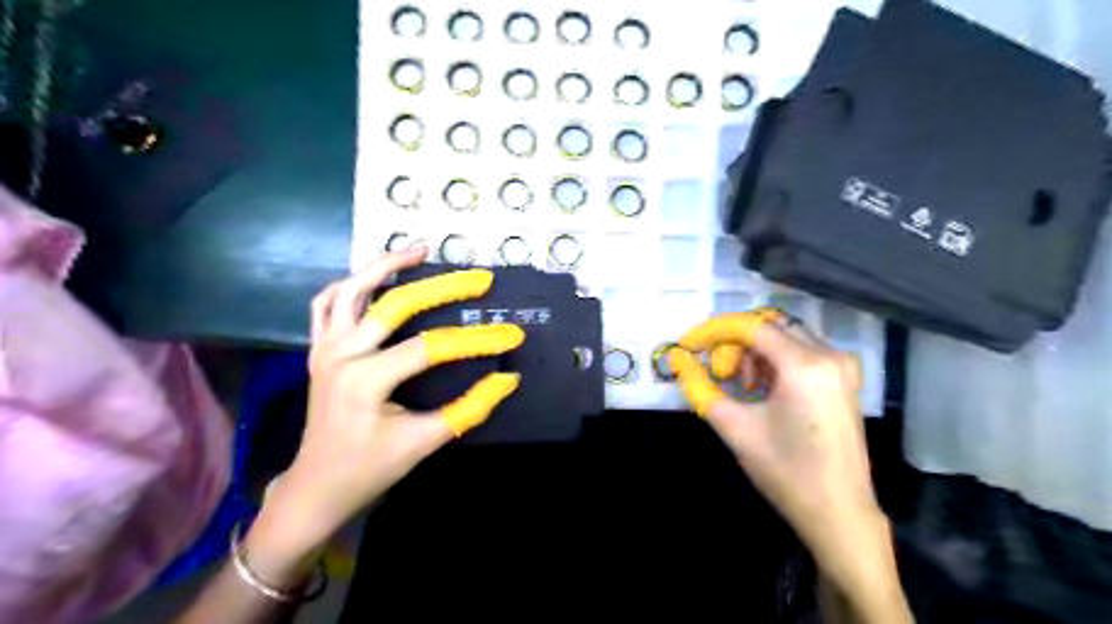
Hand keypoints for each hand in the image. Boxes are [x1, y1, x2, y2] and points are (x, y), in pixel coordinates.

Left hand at [256, 249, 525, 560]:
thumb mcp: (424, 442)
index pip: (431, 348)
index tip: (511, 335)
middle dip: (443, 287)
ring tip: (421, 251)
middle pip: (395, 305)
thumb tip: (507, 379)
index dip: (476, 340)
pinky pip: (327, 305)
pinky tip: (375, 278)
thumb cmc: (371, 468)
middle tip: (479, 278)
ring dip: (385, 266)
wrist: (318, 486)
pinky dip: (351, 285)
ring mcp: (325, 348)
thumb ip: (468, 409)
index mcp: (366, 380)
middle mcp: (342, 354)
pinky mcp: (319, 349)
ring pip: (352, 291)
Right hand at [669, 316, 887, 571]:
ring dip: (755, 354)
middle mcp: (830, 355)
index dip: (714, 332)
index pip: (751, 327)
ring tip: (743, 388)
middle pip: (769, 327)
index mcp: (805, 365)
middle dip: (736, 344)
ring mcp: (843, 366)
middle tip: (719, 374)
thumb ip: (700, 386)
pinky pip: (802, 352)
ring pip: (785, 337)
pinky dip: (775, 362)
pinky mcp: (846, 379)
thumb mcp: (735, 427)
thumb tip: (677, 359)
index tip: (688, 345)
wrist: (838, 513)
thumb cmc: (785, 471)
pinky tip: (764, 390)